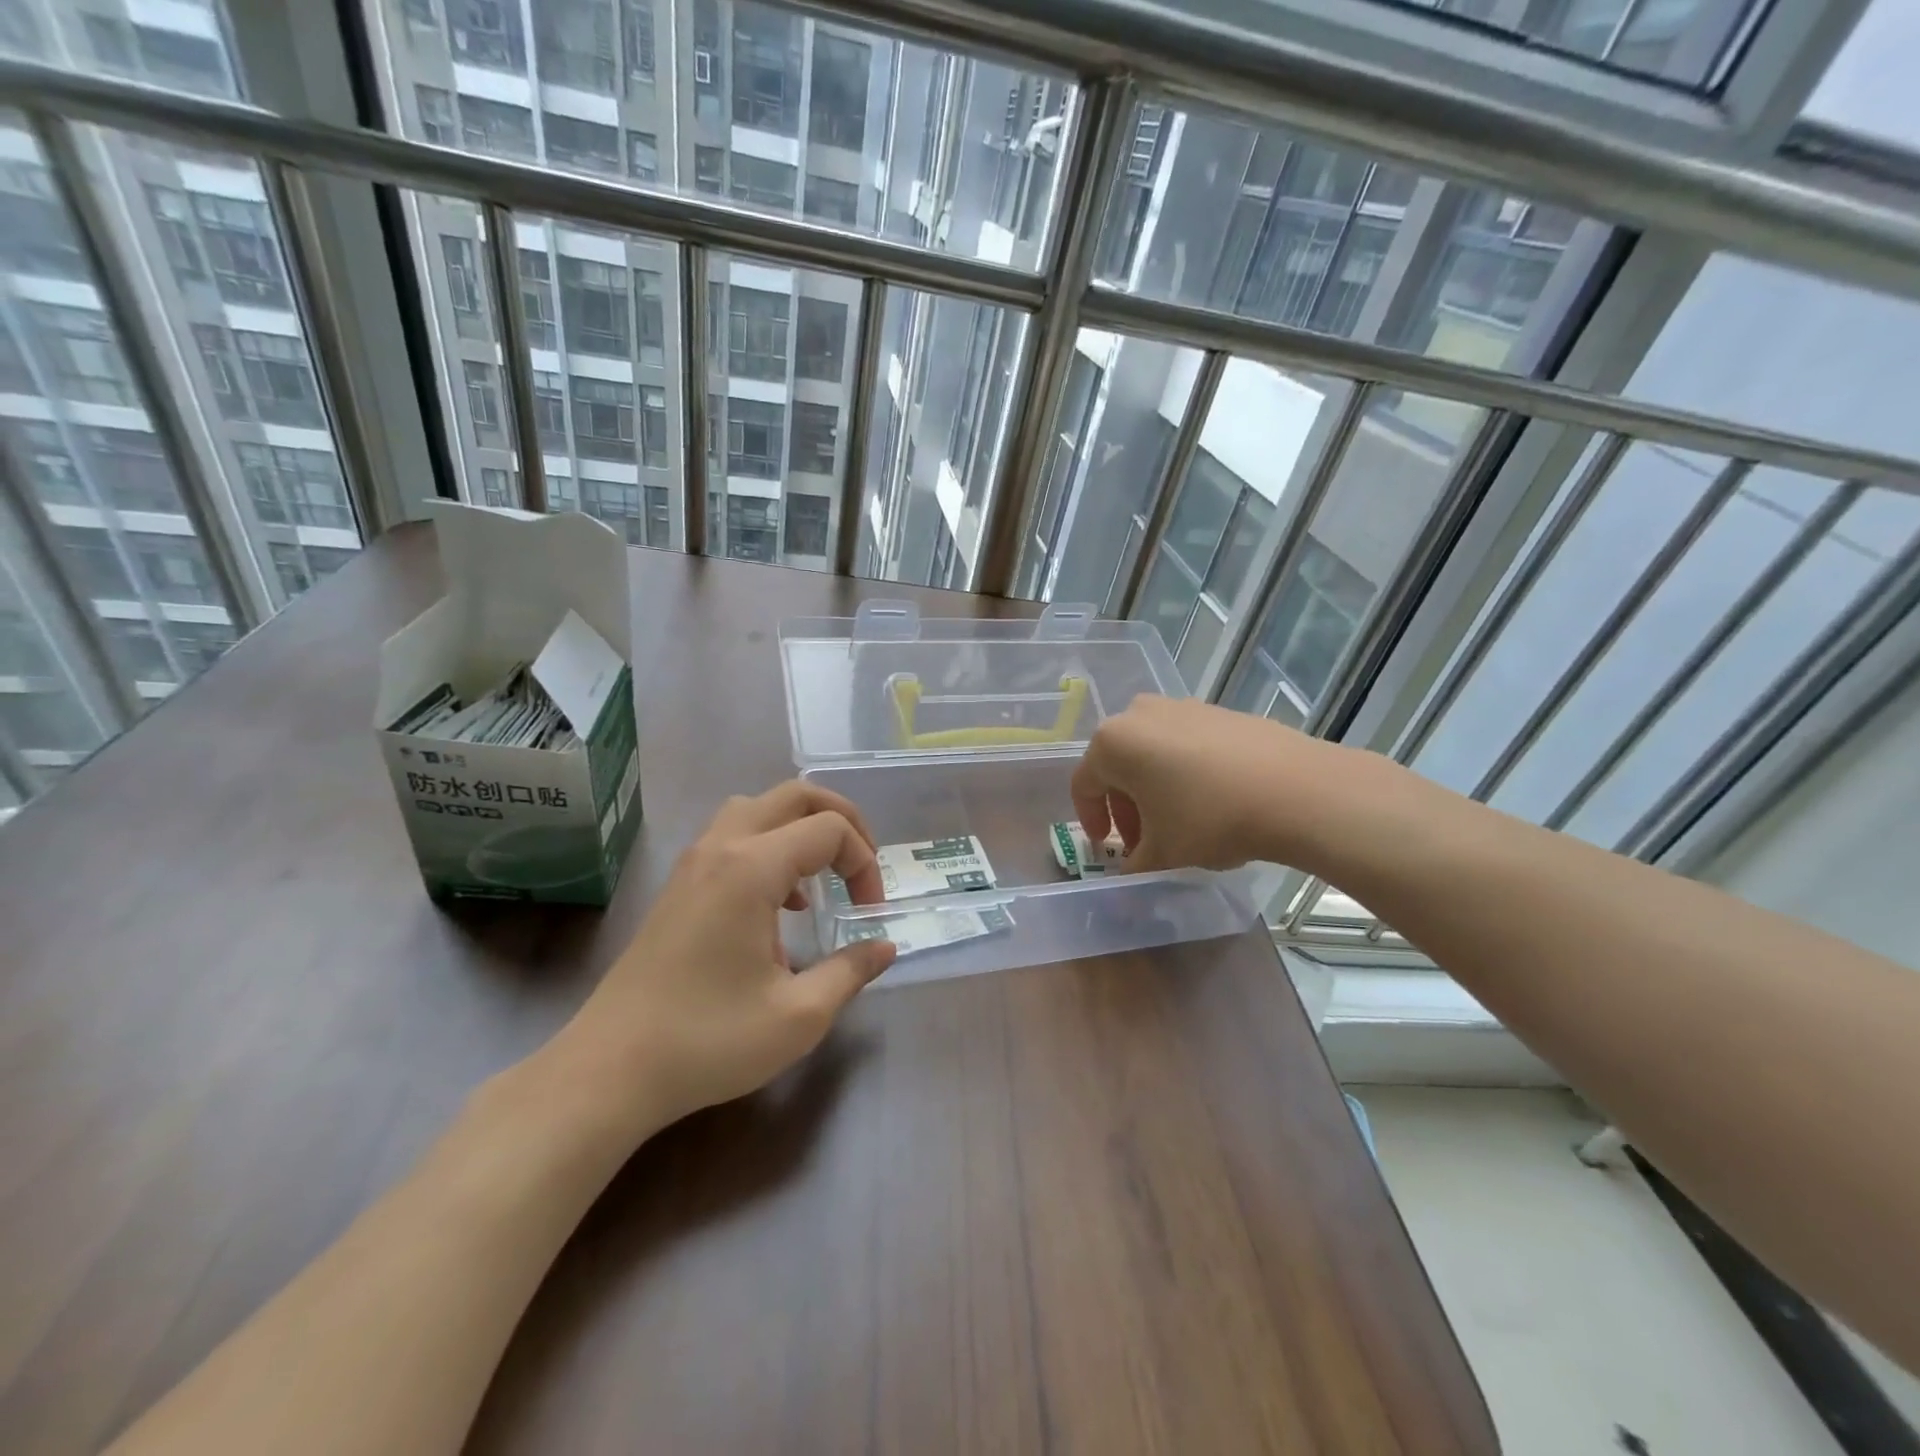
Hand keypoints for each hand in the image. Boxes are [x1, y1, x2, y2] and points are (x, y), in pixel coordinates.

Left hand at [548, 781, 895, 1145]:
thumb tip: (885, 946)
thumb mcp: (798, 1015)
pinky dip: (770, 847)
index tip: (870, 914)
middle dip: (841, 819)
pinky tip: (780, 904)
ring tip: (821, 877)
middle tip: (861, 865)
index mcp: (751, 868)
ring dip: (800, 828)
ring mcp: (694, 863)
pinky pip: (734, 836)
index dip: (864, 863)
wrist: (609, 1071)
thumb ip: (851, 971)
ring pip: (758, 808)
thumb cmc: (708, 1041)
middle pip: (794, 795)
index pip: (829, 830)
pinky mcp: (679, 885)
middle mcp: (721, 848)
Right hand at [1070, 695, 1349, 872]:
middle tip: (1144, 842)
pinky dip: (1185, 773)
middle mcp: (1139, 714)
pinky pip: (1185, 744)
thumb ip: (1134, 865)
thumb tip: (1130, 871)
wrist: (1296, 789)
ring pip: (1152, 753)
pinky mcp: (1218, 710)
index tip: (1108, 849)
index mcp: (1112, 743)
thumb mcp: (1163, 854)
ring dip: (1154, 790)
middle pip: (1118, 766)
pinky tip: (1212, 802)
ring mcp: (1182, 707)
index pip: (1084, 786)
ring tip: (1179, 824)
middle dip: (1126, 807)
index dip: (1091, 822)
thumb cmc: (1209, 818)